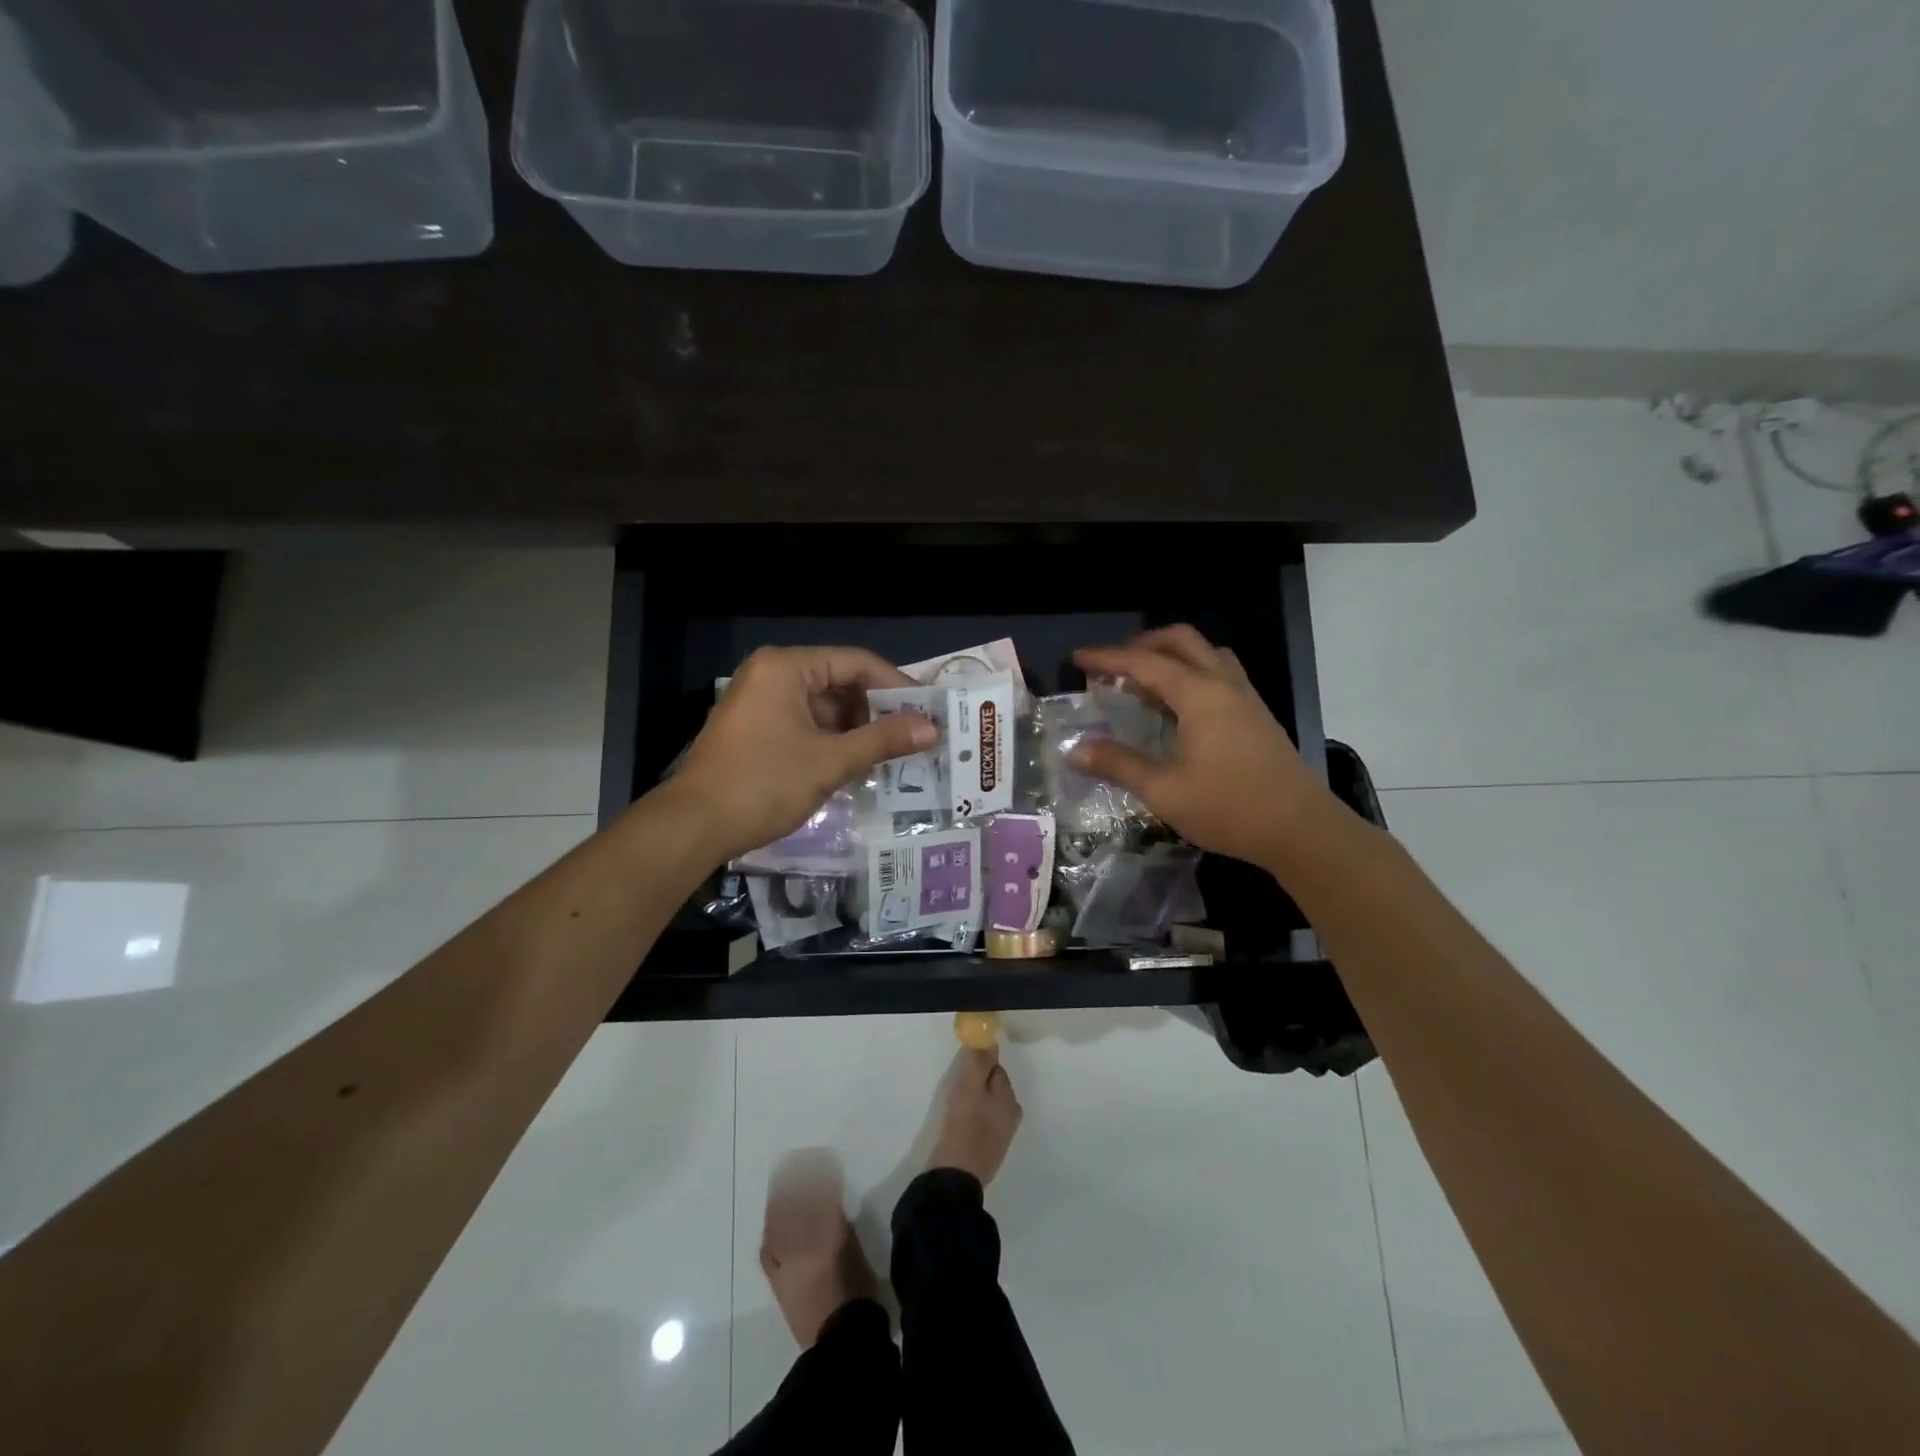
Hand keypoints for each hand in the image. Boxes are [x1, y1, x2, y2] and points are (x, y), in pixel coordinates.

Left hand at [674, 646, 934, 863]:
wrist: (693, 827)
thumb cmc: (763, 784)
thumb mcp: (830, 761)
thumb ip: (882, 741)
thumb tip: (931, 729)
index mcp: (786, 667)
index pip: (855, 662)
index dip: (896, 685)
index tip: (927, 710)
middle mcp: (771, 675)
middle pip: (839, 682)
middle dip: (877, 710)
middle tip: (914, 735)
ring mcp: (760, 702)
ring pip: (823, 707)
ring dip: (857, 729)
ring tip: (893, 753)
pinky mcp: (755, 729)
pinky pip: (805, 724)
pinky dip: (832, 741)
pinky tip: (858, 764)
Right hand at [929, 1048, 1022, 1187]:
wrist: (956, 1177)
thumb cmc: (965, 1126)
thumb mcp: (970, 1087)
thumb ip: (980, 1061)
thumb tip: (989, 1039)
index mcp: (1010, 1100)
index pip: (996, 1069)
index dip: (979, 1065)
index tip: (962, 1069)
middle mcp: (1011, 1116)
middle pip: (993, 1087)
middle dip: (977, 1082)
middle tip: (956, 1088)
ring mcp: (1000, 1136)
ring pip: (986, 1105)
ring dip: (973, 1101)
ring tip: (955, 1106)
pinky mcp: (987, 1151)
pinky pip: (980, 1123)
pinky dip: (971, 1118)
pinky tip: (958, 1124)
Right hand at [1072, 625, 1342, 872]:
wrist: (1301, 830)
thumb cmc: (1229, 808)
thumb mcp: (1164, 790)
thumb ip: (1118, 764)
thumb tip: (1075, 751)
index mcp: (1199, 695)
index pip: (1144, 662)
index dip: (1107, 658)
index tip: (1077, 659)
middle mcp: (1223, 684)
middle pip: (1181, 640)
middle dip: (1142, 644)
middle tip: (1113, 666)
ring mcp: (1245, 697)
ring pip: (1205, 653)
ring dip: (1171, 656)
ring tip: (1144, 682)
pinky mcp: (1256, 714)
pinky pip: (1219, 674)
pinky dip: (1191, 673)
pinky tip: (1178, 708)